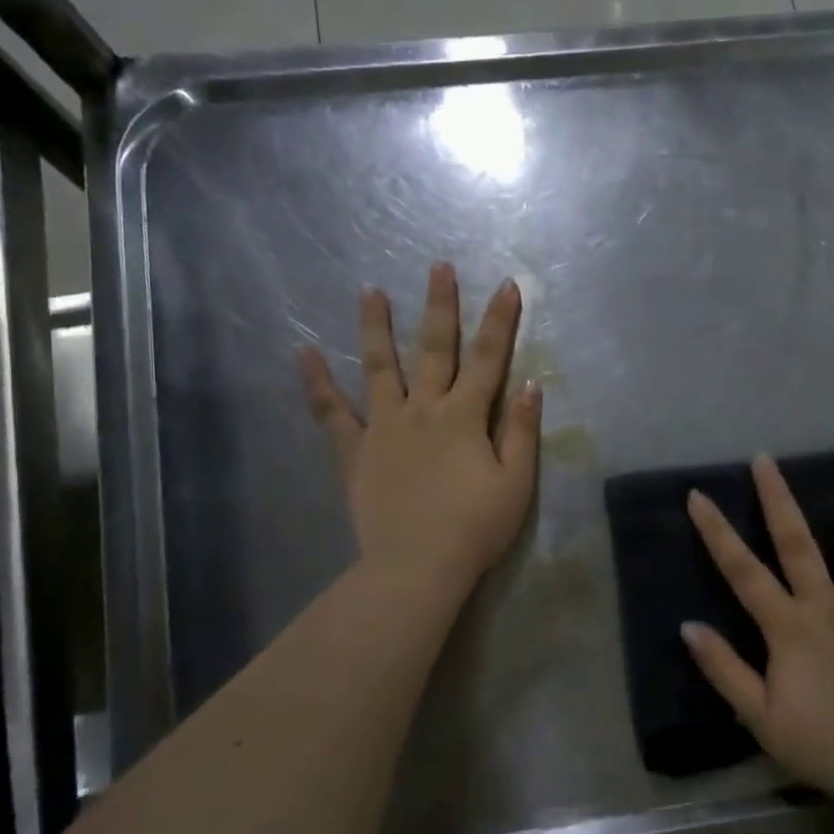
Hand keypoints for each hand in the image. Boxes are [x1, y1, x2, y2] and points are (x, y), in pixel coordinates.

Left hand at [299, 262, 540, 589]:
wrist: (417, 566)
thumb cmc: (475, 528)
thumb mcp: (516, 483)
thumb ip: (522, 431)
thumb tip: (529, 383)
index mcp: (465, 417)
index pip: (488, 359)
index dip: (500, 321)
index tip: (507, 285)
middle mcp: (423, 410)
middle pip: (434, 349)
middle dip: (440, 306)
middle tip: (438, 266)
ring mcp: (384, 428)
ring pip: (380, 367)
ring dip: (376, 327)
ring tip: (369, 290)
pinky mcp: (356, 452)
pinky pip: (332, 413)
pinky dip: (317, 383)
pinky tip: (304, 353)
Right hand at [682, 454, 833, 800]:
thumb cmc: (818, 743)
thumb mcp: (757, 714)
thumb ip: (723, 668)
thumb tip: (688, 626)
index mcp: (788, 628)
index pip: (743, 572)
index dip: (717, 533)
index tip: (698, 496)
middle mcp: (826, 607)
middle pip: (797, 544)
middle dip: (778, 499)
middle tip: (765, 458)